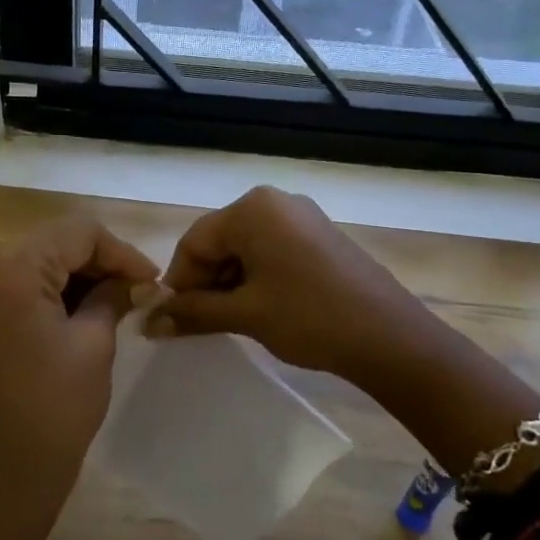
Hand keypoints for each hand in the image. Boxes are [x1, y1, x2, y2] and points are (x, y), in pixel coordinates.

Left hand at [0, 215, 157, 539]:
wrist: (8, 471)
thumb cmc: (57, 406)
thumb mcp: (95, 343)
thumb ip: (114, 296)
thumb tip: (136, 280)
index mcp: (15, 271)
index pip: (78, 232)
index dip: (121, 251)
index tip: (152, 280)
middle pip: (56, 241)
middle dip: (101, 260)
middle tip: (139, 289)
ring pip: (41, 262)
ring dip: (80, 275)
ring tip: (118, 302)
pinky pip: (25, 288)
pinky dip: (57, 292)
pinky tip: (86, 313)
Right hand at [148, 186, 434, 387]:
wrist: (390, 337)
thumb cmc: (310, 318)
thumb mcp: (245, 315)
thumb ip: (193, 312)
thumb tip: (149, 322)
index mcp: (252, 209)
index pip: (194, 241)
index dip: (179, 282)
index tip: (174, 318)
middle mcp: (275, 202)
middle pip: (219, 241)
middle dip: (205, 282)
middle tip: (202, 323)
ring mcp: (301, 217)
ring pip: (245, 248)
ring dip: (229, 283)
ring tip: (232, 320)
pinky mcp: (319, 236)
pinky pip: (271, 251)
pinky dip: (256, 278)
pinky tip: (260, 309)